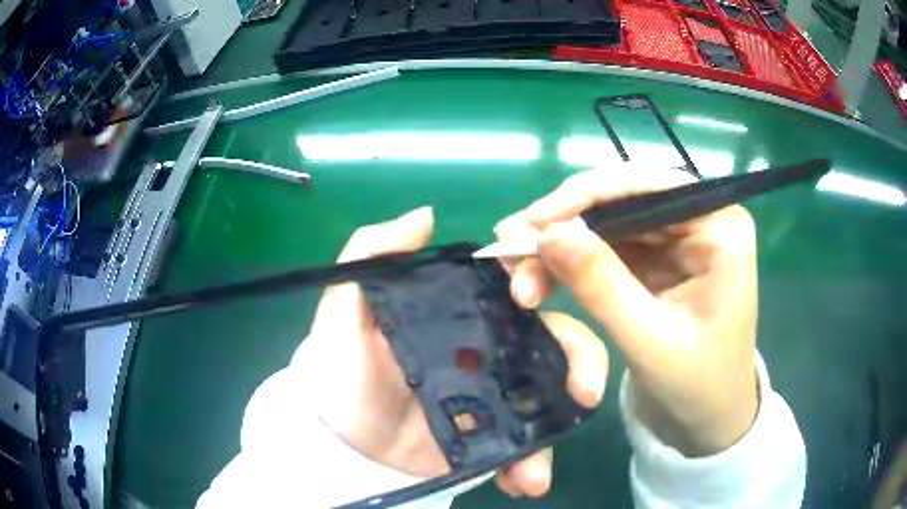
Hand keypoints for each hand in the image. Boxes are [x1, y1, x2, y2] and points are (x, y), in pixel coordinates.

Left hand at [307, 207, 607, 497]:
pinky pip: (525, 446)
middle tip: (585, 392)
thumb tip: (426, 215)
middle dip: (579, 360)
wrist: (339, 437)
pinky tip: (526, 483)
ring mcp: (496, 397)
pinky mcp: (491, 438)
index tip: (532, 301)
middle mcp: (490, 349)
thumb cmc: (340, 366)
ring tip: (543, 463)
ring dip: (561, 425)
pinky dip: (531, 463)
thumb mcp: (345, 306)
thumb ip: (371, 254)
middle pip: (552, 342)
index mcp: (464, 312)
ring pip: (549, 397)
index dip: (539, 285)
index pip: (517, 287)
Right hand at [495, 165, 759, 456]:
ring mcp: (677, 239)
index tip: (532, 223)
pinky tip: (538, 277)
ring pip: (607, 224)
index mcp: (720, 229)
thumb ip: (600, 284)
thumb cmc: (697, 386)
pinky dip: (570, 262)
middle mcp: (700, 221)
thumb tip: (546, 232)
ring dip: (559, 246)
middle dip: (564, 226)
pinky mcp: (658, 260)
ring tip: (515, 272)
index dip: (586, 196)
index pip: (648, 186)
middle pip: (622, 201)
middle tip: (507, 248)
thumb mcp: (649, 339)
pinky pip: (606, 248)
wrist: (708, 418)